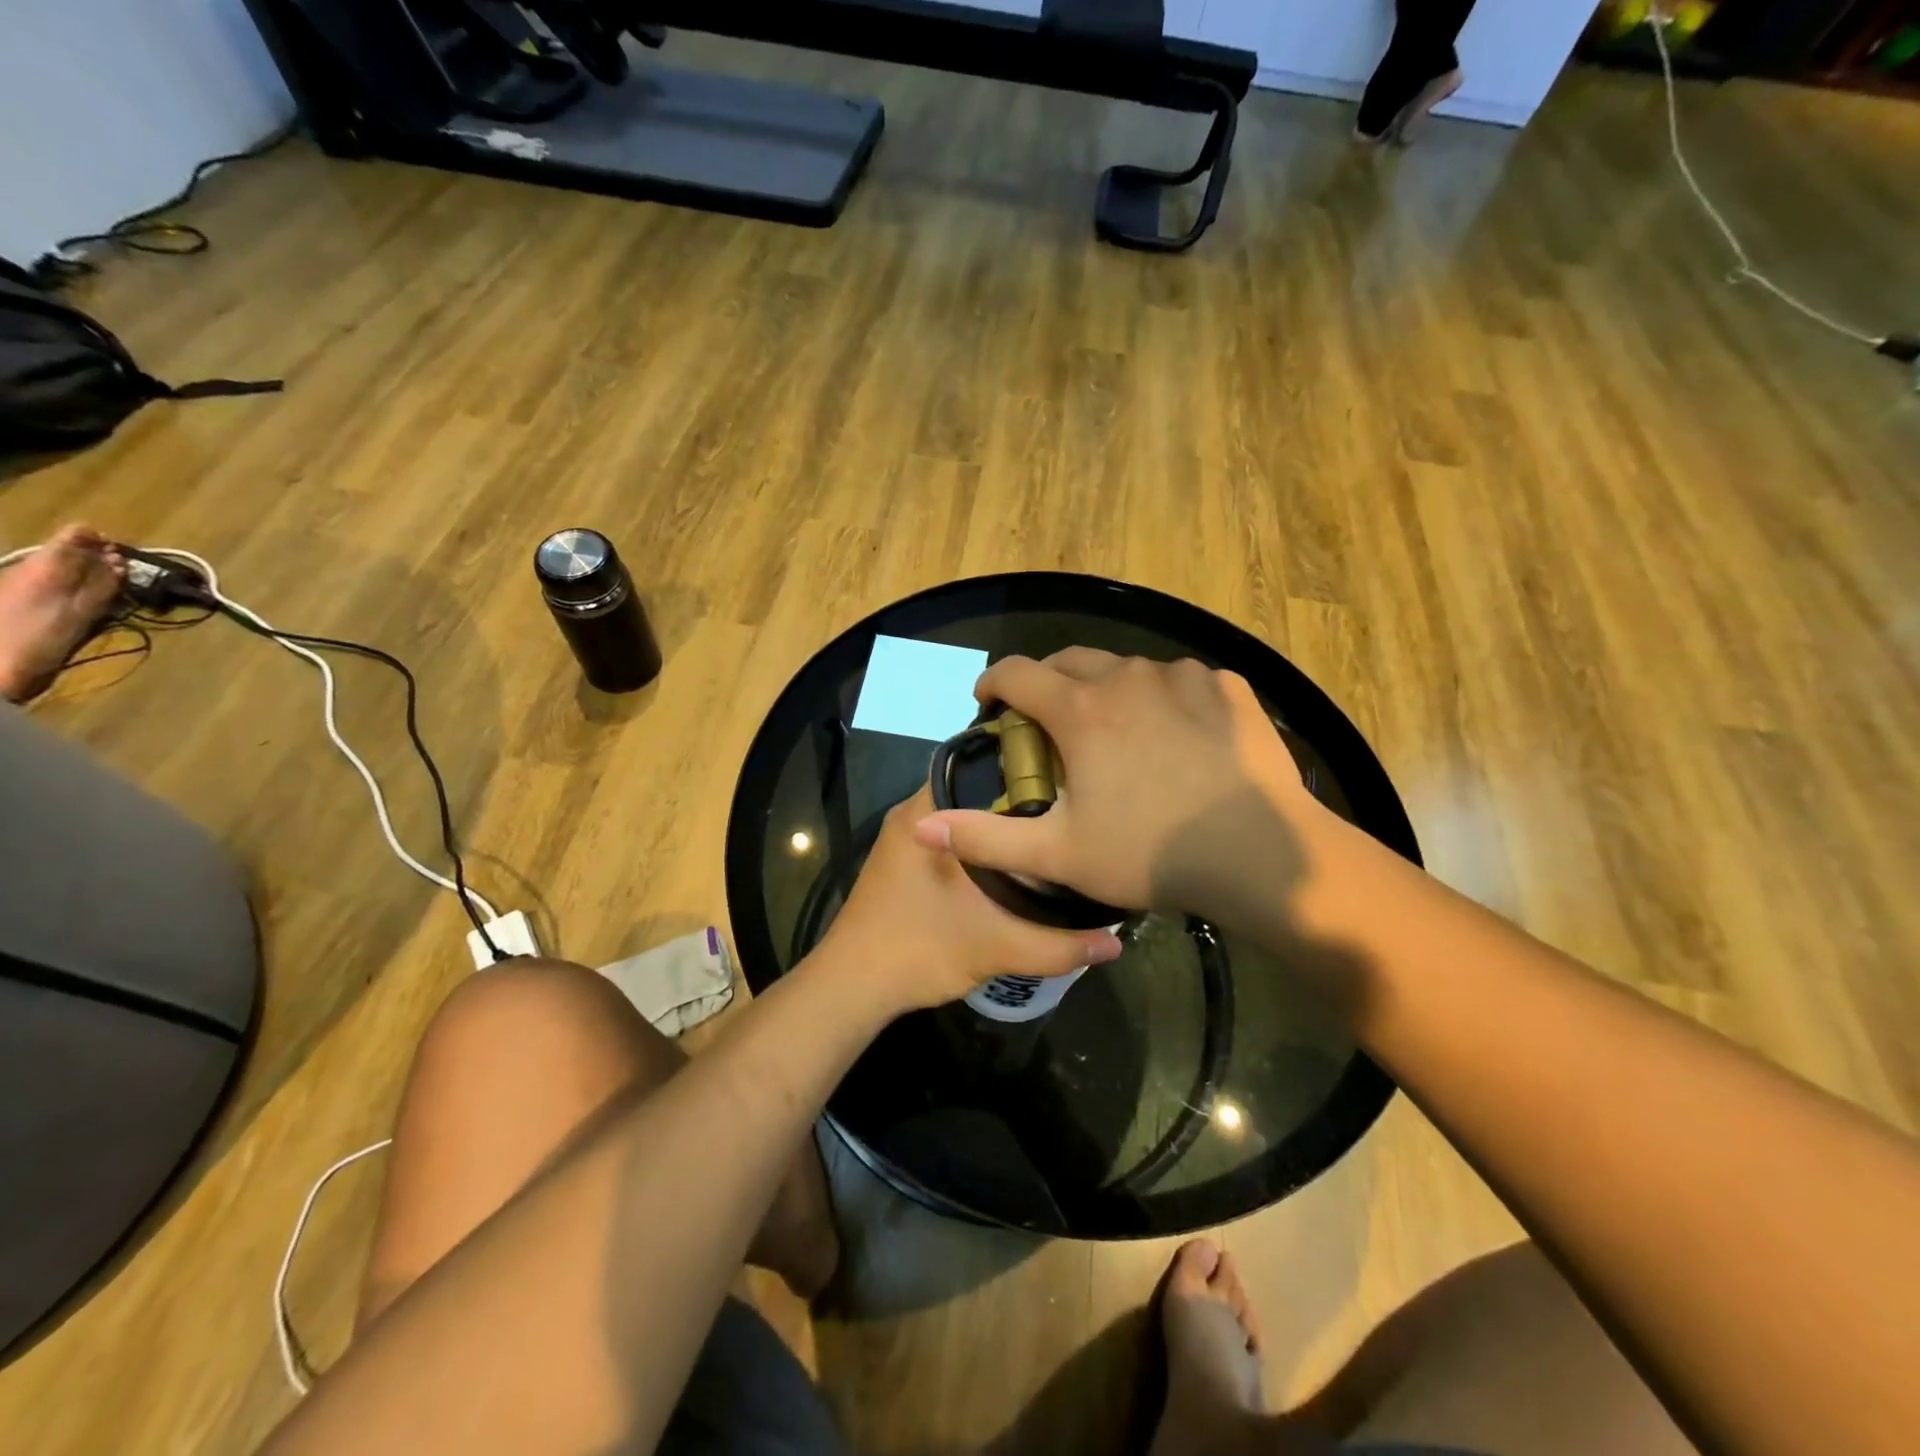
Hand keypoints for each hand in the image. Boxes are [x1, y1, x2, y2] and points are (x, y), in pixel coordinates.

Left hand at [818, 784, 1123, 1013]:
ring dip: (1000, 825)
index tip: (1067, 776)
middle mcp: (912, 815)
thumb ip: (1057, 945)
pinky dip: (981, 846)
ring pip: (963, 817)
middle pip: (976, 790)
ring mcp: (904, 841)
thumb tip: (1115, 944)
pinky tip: (1016, 863)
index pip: (981, 763)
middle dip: (1020, 798)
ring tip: (1052, 830)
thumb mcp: (995, 947)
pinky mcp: (904, 865)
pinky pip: (952, 839)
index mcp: (925, 813)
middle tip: (1069, 807)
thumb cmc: (917, 951)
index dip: (1025, 766)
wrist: (851, 989)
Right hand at [912, 651, 1314, 930]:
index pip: (1016, 672)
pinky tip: (1177, 733)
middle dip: (1049, 682)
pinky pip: (1182, 680)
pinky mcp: (1228, 688)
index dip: (993, 683)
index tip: (989, 705)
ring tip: (1117, 730)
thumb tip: (922, 825)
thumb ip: (984, 837)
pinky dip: (1165, 697)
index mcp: (1080, 710)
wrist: (1260, 855)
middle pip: (1070, 659)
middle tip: (1049, 721)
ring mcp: (1183, 677)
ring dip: (1109, 690)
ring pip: (1128, 668)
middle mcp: (1127, 677)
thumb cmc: (1149, 853)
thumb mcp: (1056, 854)